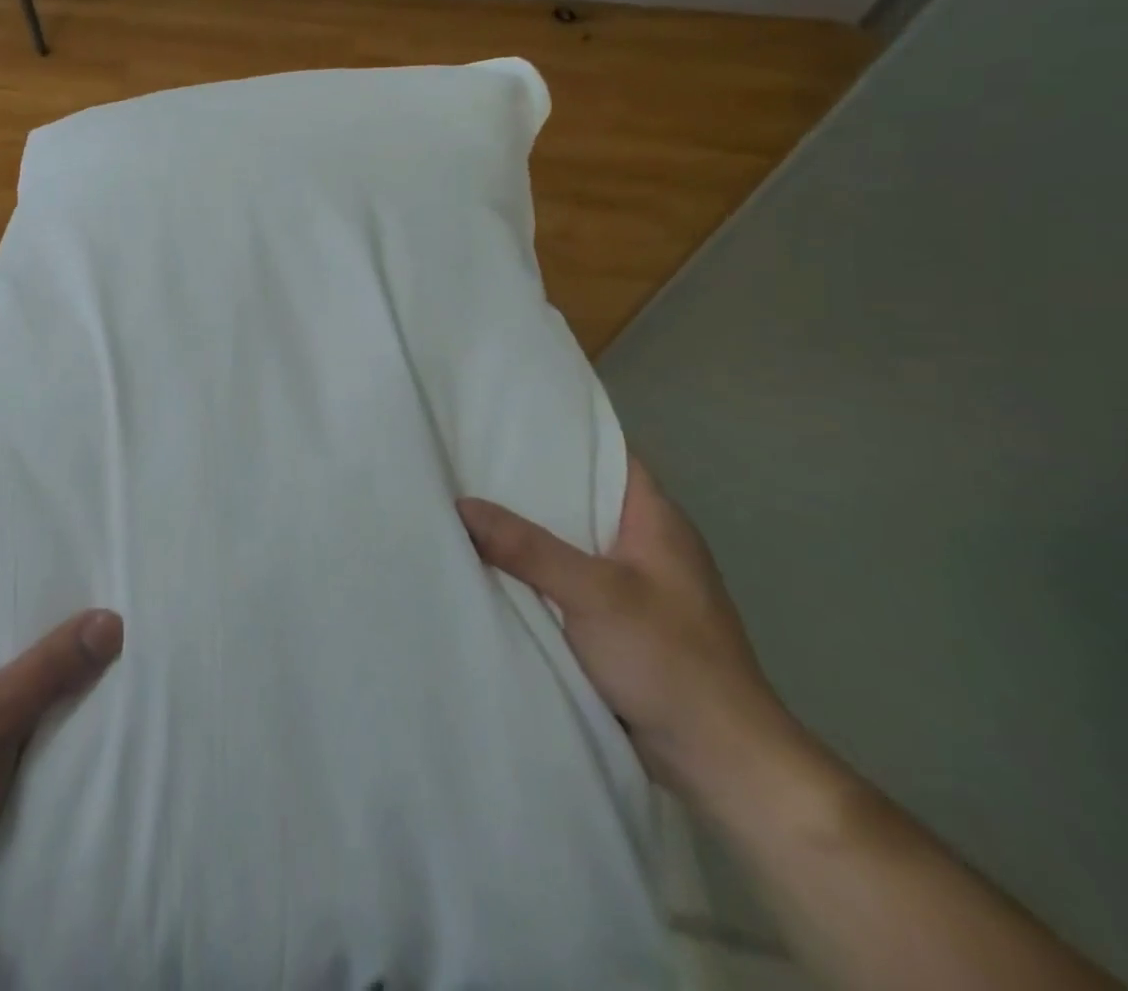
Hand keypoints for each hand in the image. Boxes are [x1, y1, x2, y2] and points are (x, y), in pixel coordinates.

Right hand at [457, 458, 805, 812]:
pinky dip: (533, 567)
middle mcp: (645, 542)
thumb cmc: (669, 659)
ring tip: (467, 501)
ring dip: (527, 527)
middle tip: (467, 458)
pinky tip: (492, 562)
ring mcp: (633, 583)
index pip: (606, 453)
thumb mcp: (593, 594)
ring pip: (569, 538)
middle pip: (579, 494)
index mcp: (655, 520)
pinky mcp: (618, 620)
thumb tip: (459, 504)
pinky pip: (566, 576)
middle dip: (527, 480)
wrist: (721, 761)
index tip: (503, 419)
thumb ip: (526, 548)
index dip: (560, 432)